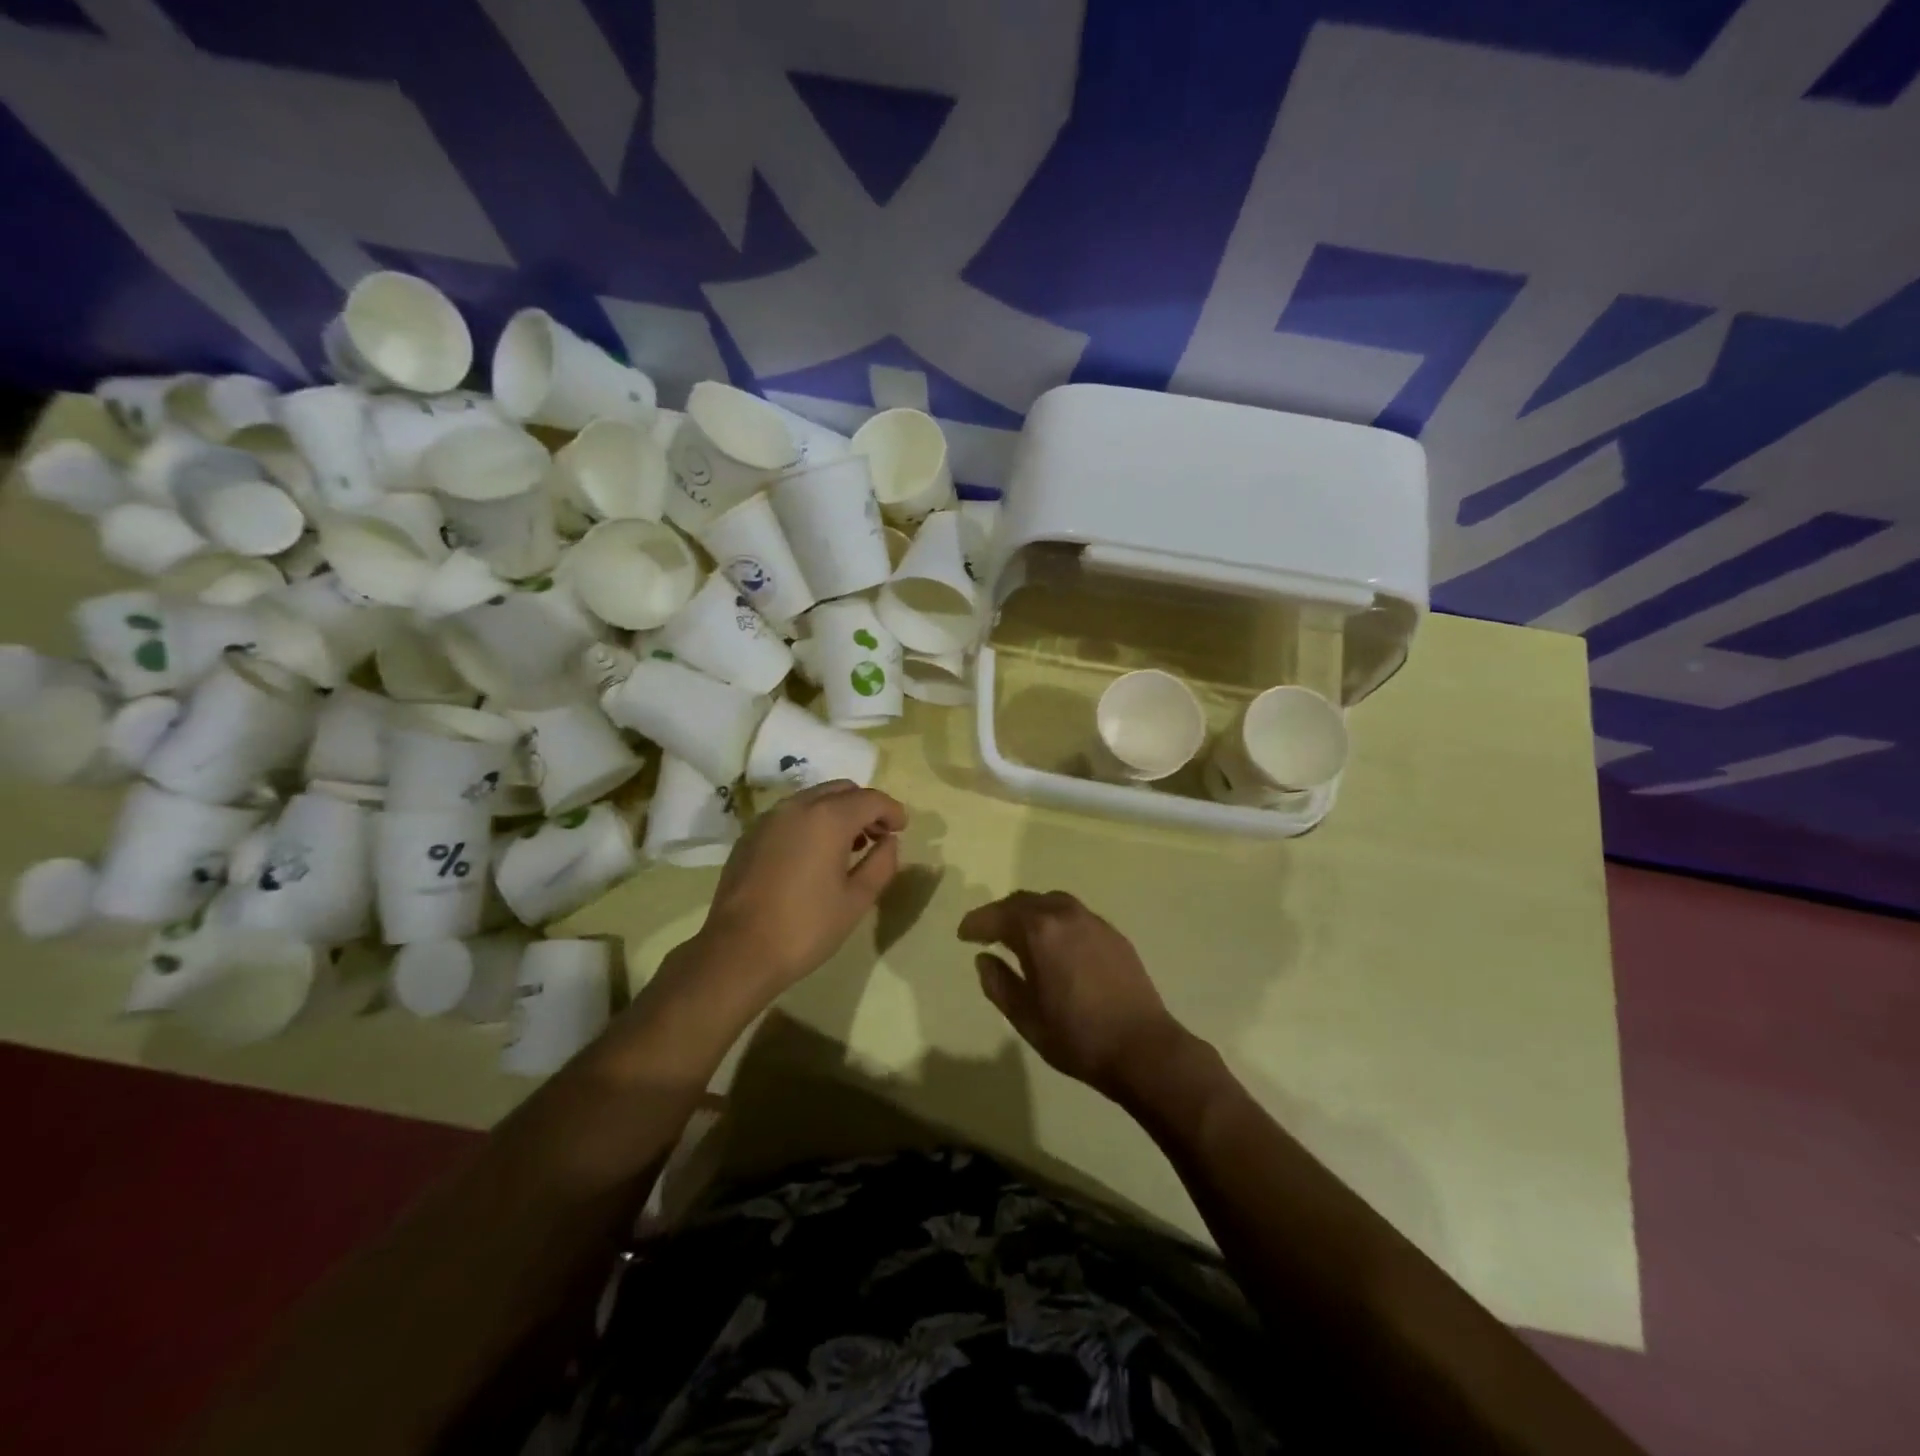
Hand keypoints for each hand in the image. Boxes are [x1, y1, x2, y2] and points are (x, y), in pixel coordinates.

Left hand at [694, 780, 906, 1000]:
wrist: (738, 951)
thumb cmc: (806, 927)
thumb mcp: (856, 900)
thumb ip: (881, 864)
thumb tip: (889, 842)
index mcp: (828, 818)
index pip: (871, 799)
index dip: (892, 811)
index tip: (902, 829)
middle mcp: (797, 806)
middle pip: (841, 790)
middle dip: (864, 807)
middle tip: (877, 836)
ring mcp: (768, 818)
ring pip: (813, 798)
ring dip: (837, 812)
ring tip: (848, 846)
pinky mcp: (749, 835)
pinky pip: (789, 815)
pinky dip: (810, 822)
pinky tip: (813, 855)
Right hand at [959, 891, 1191, 1102]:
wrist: (1142, 1048)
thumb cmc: (1077, 1036)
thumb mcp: (1025, 1017)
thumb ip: (998, 983)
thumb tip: (984, 958)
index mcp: (1039, 932)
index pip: (998, 916)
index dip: (976, 923)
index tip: (963, 934)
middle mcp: (1065, 915)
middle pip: (1024, 901)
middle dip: (1001, 913)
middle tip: (986, 932)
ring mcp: (1093, 921)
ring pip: (1051, 902)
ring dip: (1029, 912)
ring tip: (1019, 933)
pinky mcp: (1113, 934)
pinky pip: (1074, 914)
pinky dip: (1054, 920)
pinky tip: (1054, 943)